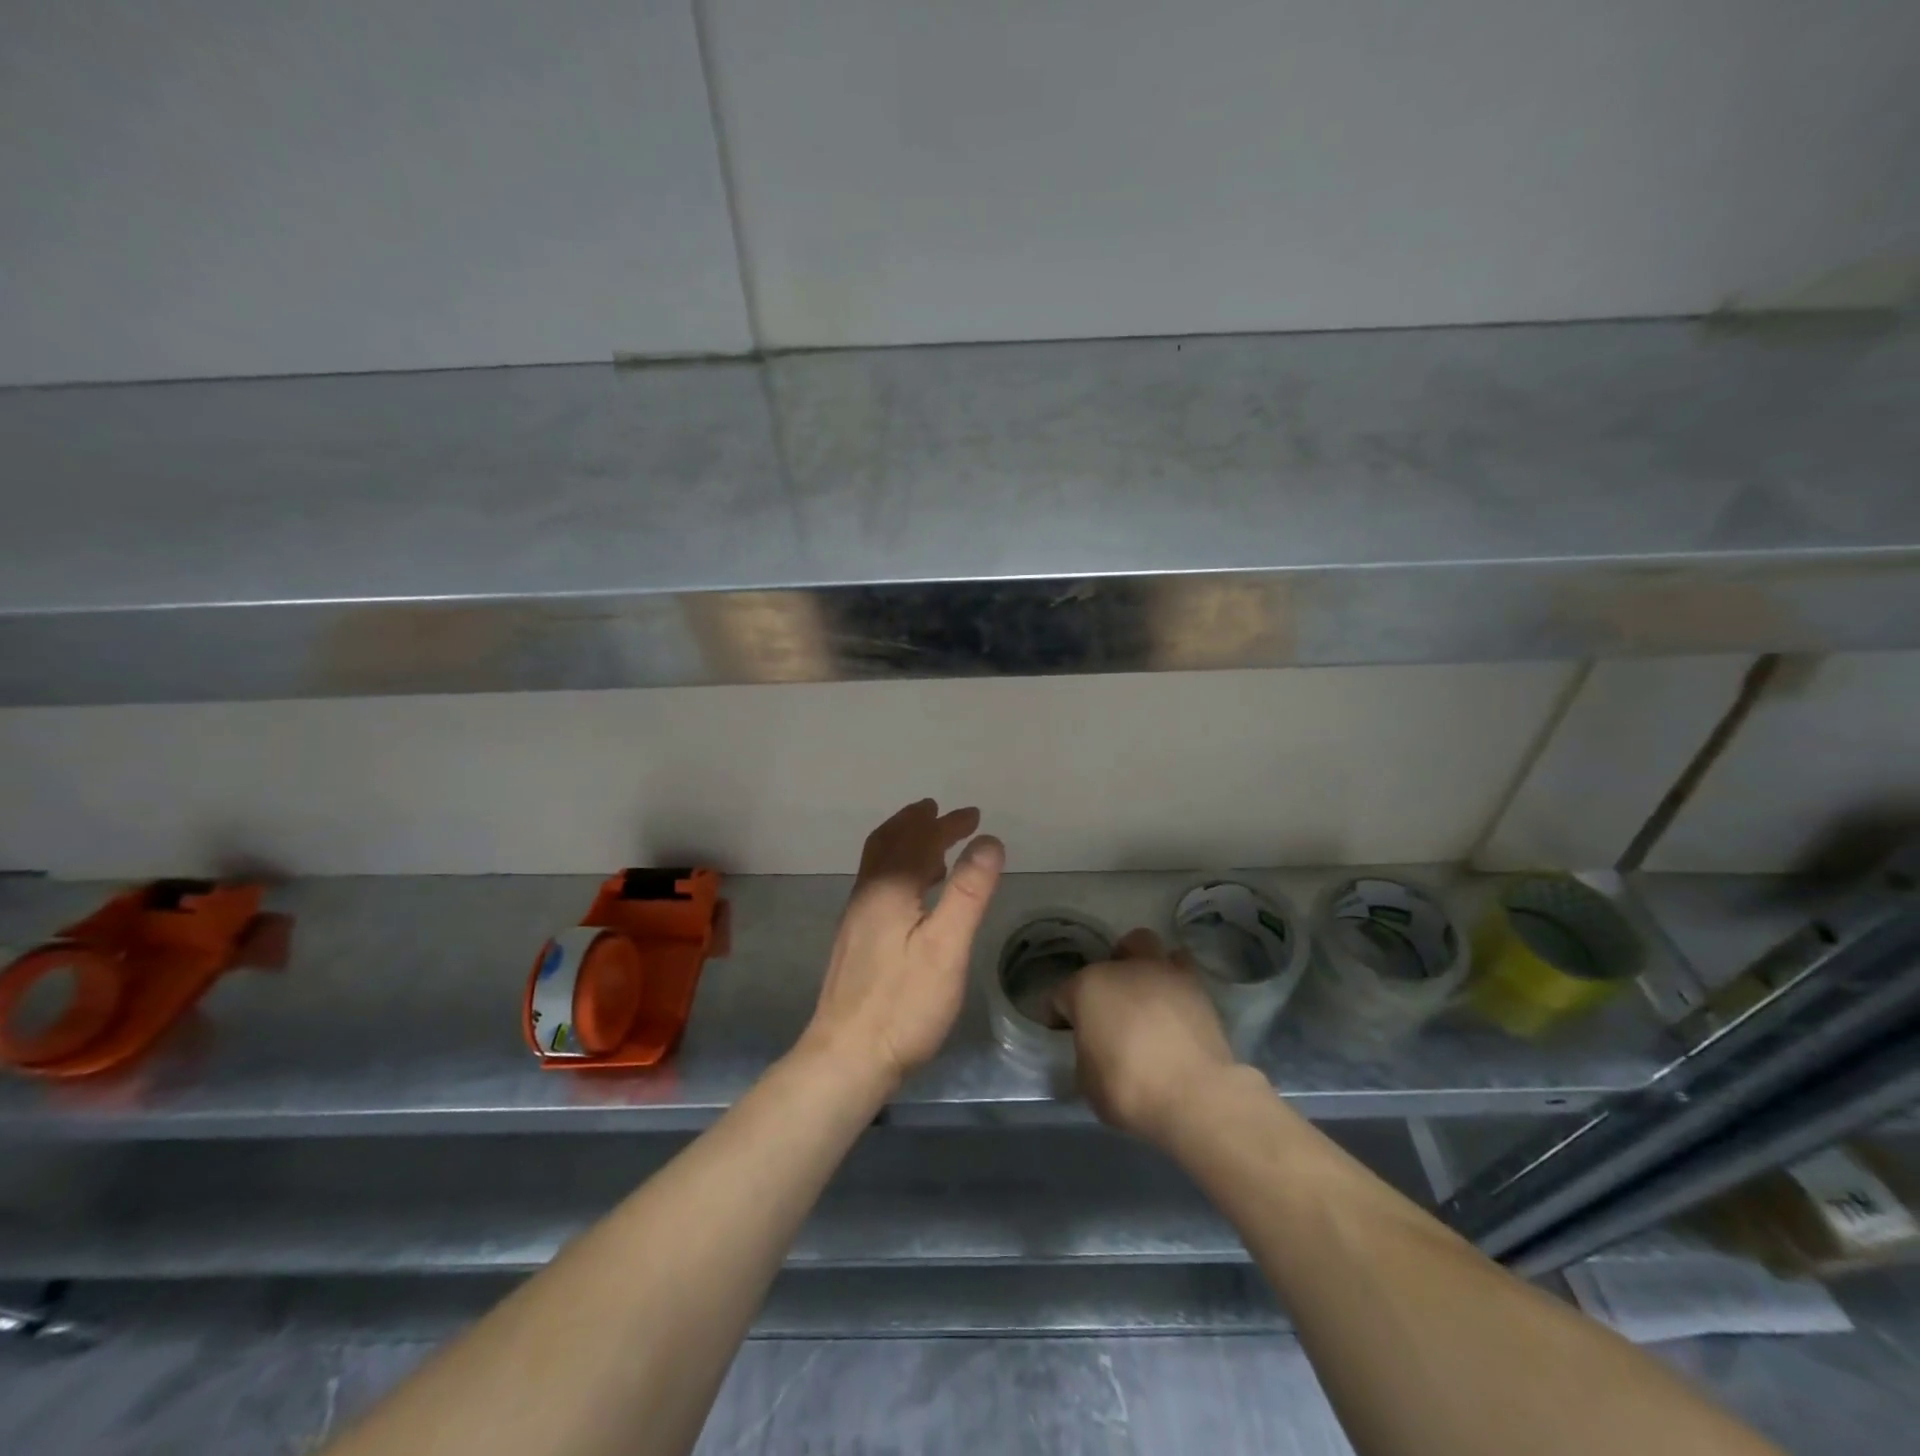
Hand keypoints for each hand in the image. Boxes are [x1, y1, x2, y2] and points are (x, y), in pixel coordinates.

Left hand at [804, 799, 1005, 1092]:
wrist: (847, 1057)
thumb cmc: (904, 1003)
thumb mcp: (947, 946)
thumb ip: (968, 891)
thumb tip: (988, 840)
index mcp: (888, 889)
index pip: (919, 840)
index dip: (946, 824)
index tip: (973, 814)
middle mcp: (867, 894)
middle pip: (891, 843)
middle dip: (919, 824)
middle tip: (946, 815)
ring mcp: (856, 918)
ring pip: (880, 864)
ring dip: (907, 845)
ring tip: (936, 846)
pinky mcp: (855, 940)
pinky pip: (878, 885)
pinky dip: (900, 870)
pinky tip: (915, 896)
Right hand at [1054, 928, 1236, 1145]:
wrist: (1195, 1095)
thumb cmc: (1128, 1088)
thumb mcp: (1087, 1080)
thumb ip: (1086, 1050)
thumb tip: (1096, 1046)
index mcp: (1087, 987)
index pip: (1061, 995)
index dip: (1059, 1015)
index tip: (1063, 1033)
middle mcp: (1124, 969)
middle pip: (1112, 955)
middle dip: (1110, 971)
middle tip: (1113, 1002)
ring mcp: (1163, 973)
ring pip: (1149, 948)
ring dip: (1144, 966)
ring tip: (1146, 996)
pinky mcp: (1198, 989)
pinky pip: (1181, 973)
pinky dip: (1173, 987)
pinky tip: (1173, 1012)